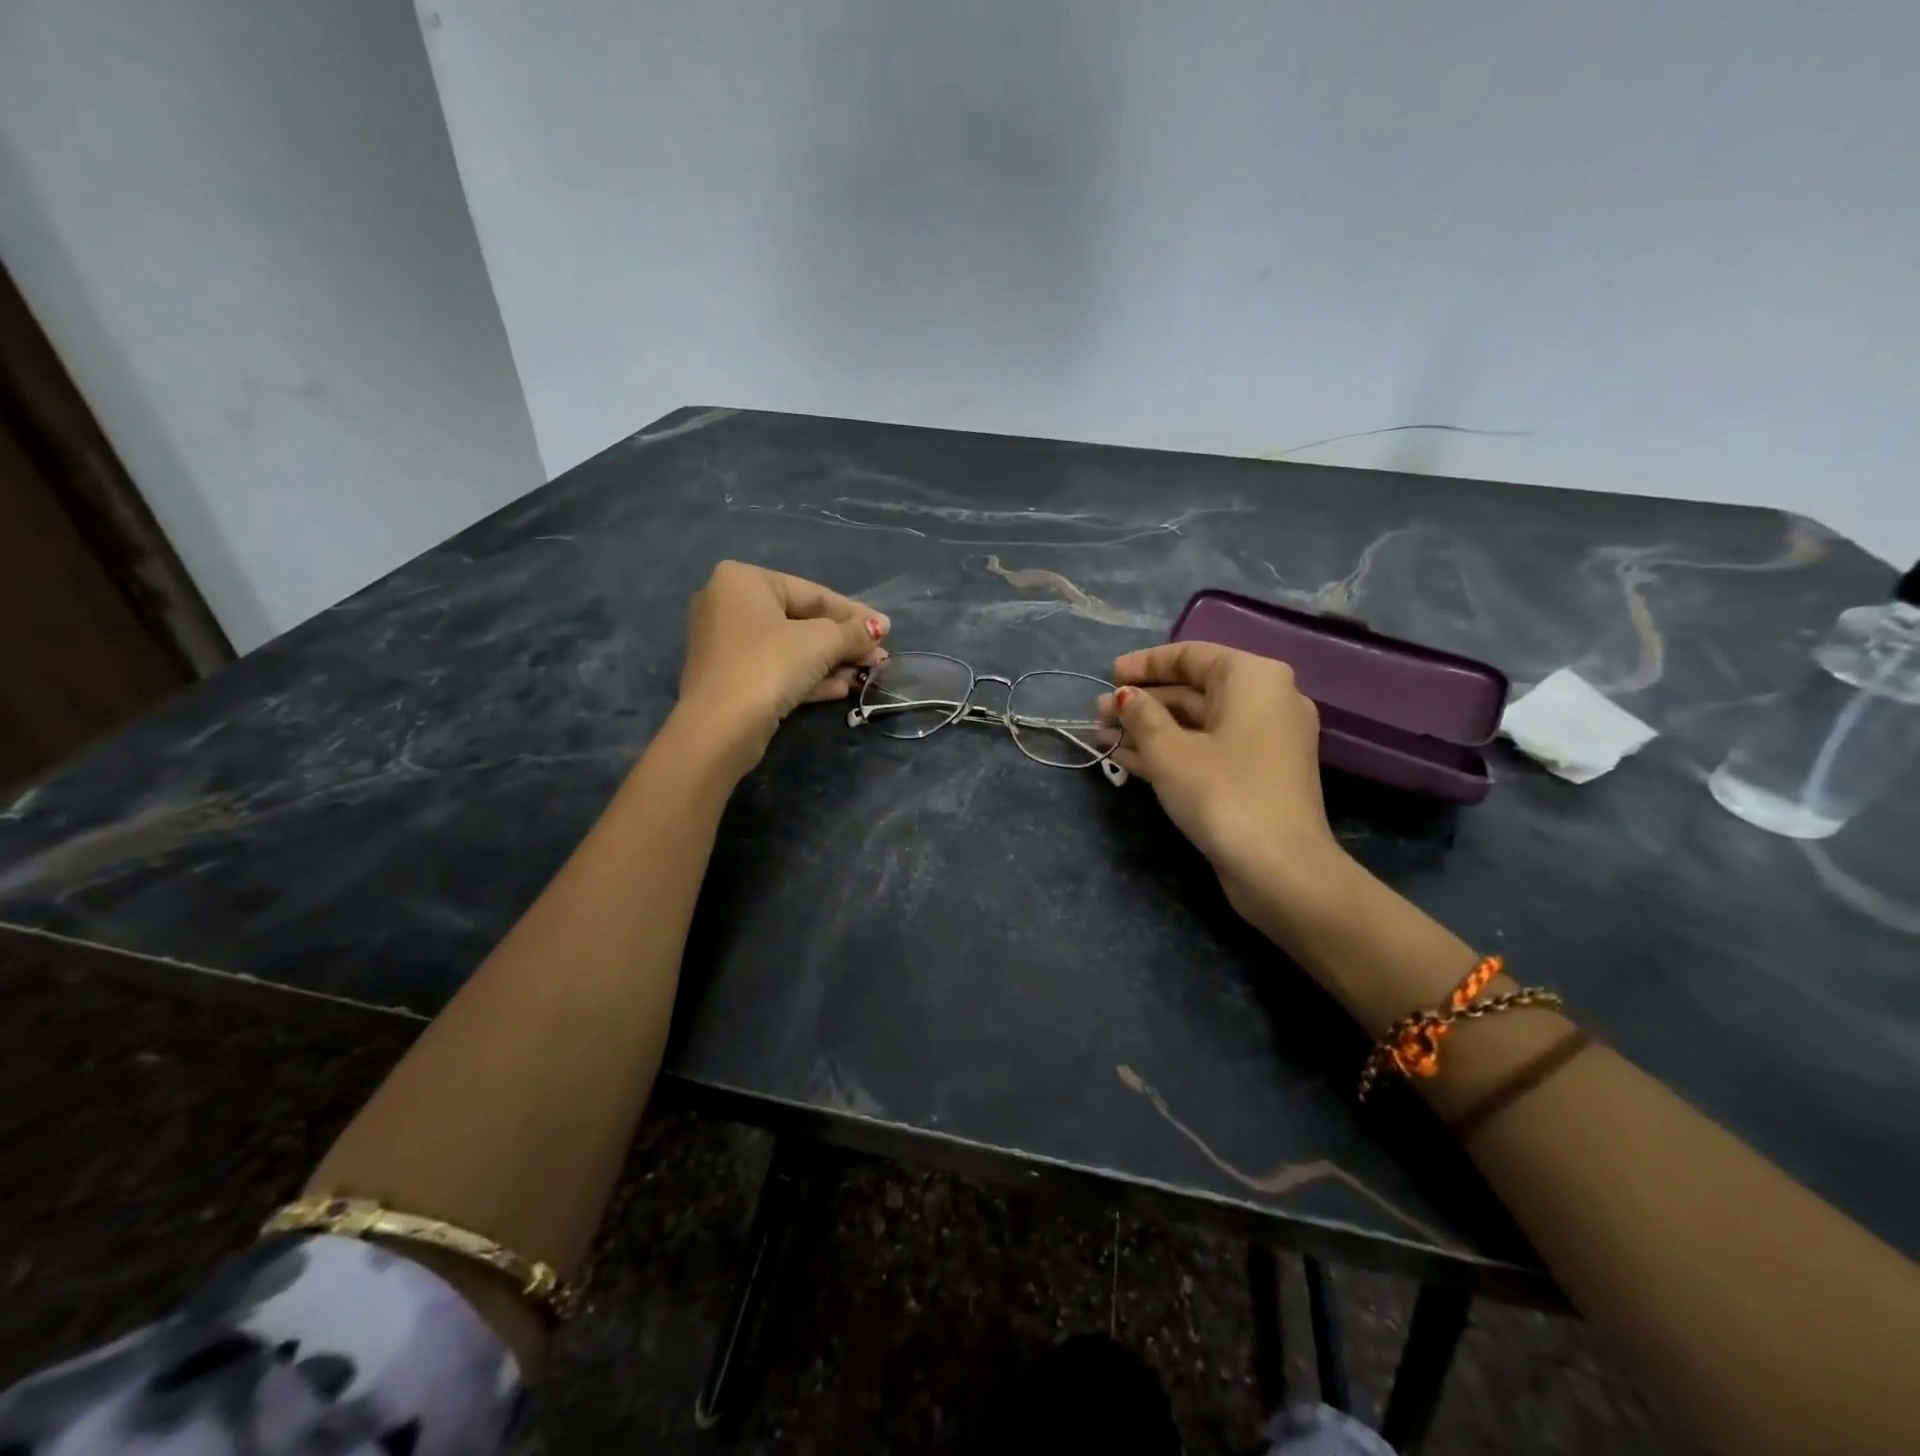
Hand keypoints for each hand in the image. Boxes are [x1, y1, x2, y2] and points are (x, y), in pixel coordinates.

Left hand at [677, 561, 889, 760]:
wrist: (721, 726)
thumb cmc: (770, 665)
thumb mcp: (821, 643)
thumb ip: (853, 632)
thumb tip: (879, 627)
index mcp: (744, 580)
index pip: (812, 593)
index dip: (854, 614)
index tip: (886, 629)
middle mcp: (729, 605)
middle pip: (801, 621)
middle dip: (844, 642)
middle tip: (878, 657)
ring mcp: (726, 644)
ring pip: (791, 649)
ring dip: (831, 662)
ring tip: (867, 676)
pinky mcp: (730, 679)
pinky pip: (776, 669)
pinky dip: (808, 677)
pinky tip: (841, 689)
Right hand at [1105, 641, 1339, 912]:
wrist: (1280, 868)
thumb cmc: (1222, 792)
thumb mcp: (1169, 751)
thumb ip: (1141, 716)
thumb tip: (1124, 697)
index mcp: (1253, 678)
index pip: (1191, 655)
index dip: (1145, 664)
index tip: (1109, 675)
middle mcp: (1265, 701)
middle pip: (1193, 690)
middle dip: (1141, 702)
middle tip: (1097, 713)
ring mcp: (1263, 741)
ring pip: (1196, 724)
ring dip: (1148, 729)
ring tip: (1101, 736)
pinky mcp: (1255, 775)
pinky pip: (1206, 749)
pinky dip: (1169, 752)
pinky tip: (1125, 758)